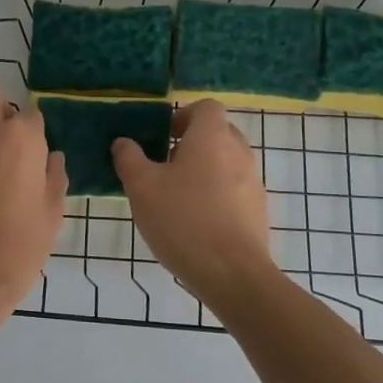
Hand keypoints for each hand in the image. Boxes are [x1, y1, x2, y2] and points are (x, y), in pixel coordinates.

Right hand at [113, 100, 274, 300]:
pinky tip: (195, 224)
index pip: (205, 107)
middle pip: (217, 134)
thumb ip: (129, 158)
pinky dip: (216, 197)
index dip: (182, 116)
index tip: (162, 138)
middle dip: (191, 145)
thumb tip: (124, 142)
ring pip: (226, 164)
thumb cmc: (183, 220)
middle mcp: (239, 152)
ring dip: (203, 172)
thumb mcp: (142, 188)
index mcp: (212, 137)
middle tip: (163, 167)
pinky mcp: (258, 212)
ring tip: (175, 199)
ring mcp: (253, 183)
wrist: (233, 275)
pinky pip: (234, 191)